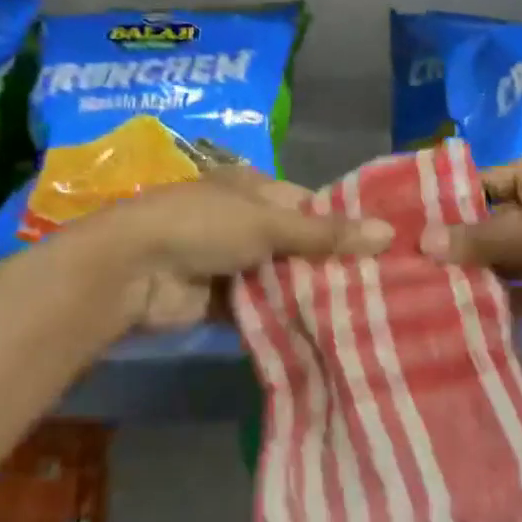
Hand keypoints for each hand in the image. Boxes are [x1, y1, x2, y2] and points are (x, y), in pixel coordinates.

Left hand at [92, 168, 392, 330]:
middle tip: (381, 288)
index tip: (383, 249)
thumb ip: (324, 234)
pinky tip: (321, 332)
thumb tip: (388, 232)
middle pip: (297, 244)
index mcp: (254, 188)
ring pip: (280, 278)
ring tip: (362, 314)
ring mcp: (230, 261)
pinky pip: (260, 307)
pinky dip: (282, 317)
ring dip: (307, 294)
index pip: (310, 204)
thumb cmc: (203, 226)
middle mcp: (244, 221)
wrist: (132, 271)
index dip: (342, 224)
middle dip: (329, 265)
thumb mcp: (268, 224)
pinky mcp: (220, 300)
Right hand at [421, 150, 521, 328]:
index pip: (485, 182)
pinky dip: (512, 303)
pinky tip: (474, 317)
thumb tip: (423, 242)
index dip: (450, 204)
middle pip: (498, 223)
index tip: (410, 229)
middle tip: (413, 272)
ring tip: (433, 299)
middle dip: (463, 247)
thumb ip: (480, 238)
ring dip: (484, 278)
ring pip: (515, 260)